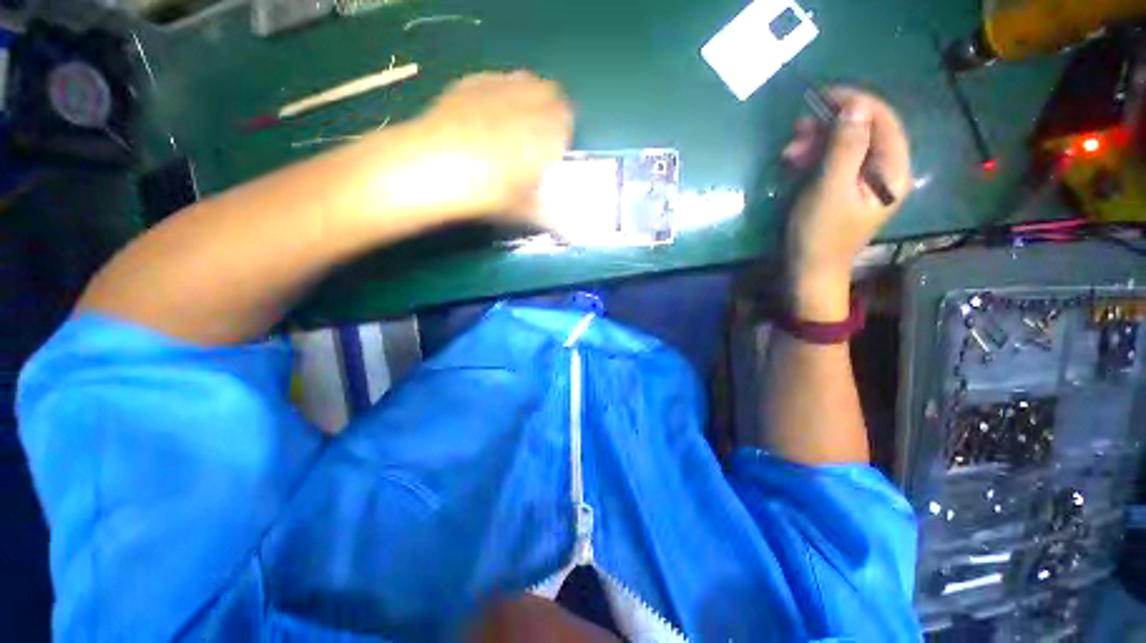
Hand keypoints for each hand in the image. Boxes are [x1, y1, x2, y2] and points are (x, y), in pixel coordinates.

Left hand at [409, 71, 573, 222]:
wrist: (433, 168)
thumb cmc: (487, 193)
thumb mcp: (522, 209)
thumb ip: (548, 211)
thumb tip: (565, 227)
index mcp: (548, 134)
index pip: (568, 121)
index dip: (562, 135)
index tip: (553, 151)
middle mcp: (530, 103)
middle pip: (552, 94)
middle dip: (549, 111)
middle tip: (536, 134)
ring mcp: (500, 88)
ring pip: (527, 81)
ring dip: (528, 98)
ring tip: (513, 122)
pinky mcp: (472, 83)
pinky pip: (498, 79)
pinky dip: (501, 92)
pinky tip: (487, 113)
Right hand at [782, 88, 910, 320]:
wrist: (807, 272)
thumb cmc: (818, 235)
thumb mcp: (829, 190)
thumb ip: (844, 148)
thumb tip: (854, 106)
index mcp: (893, 172)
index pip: (884, 121)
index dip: (857, 103)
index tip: (823, 94)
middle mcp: (885, 172)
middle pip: (866, 131)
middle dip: (832, 125)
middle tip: (798, 127)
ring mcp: (865, 181)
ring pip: (847, 145)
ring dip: (818, 141)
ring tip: (789, 150)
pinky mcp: (845, 189)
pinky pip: (835, 161)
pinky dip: (815, 156)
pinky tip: (794, 161)